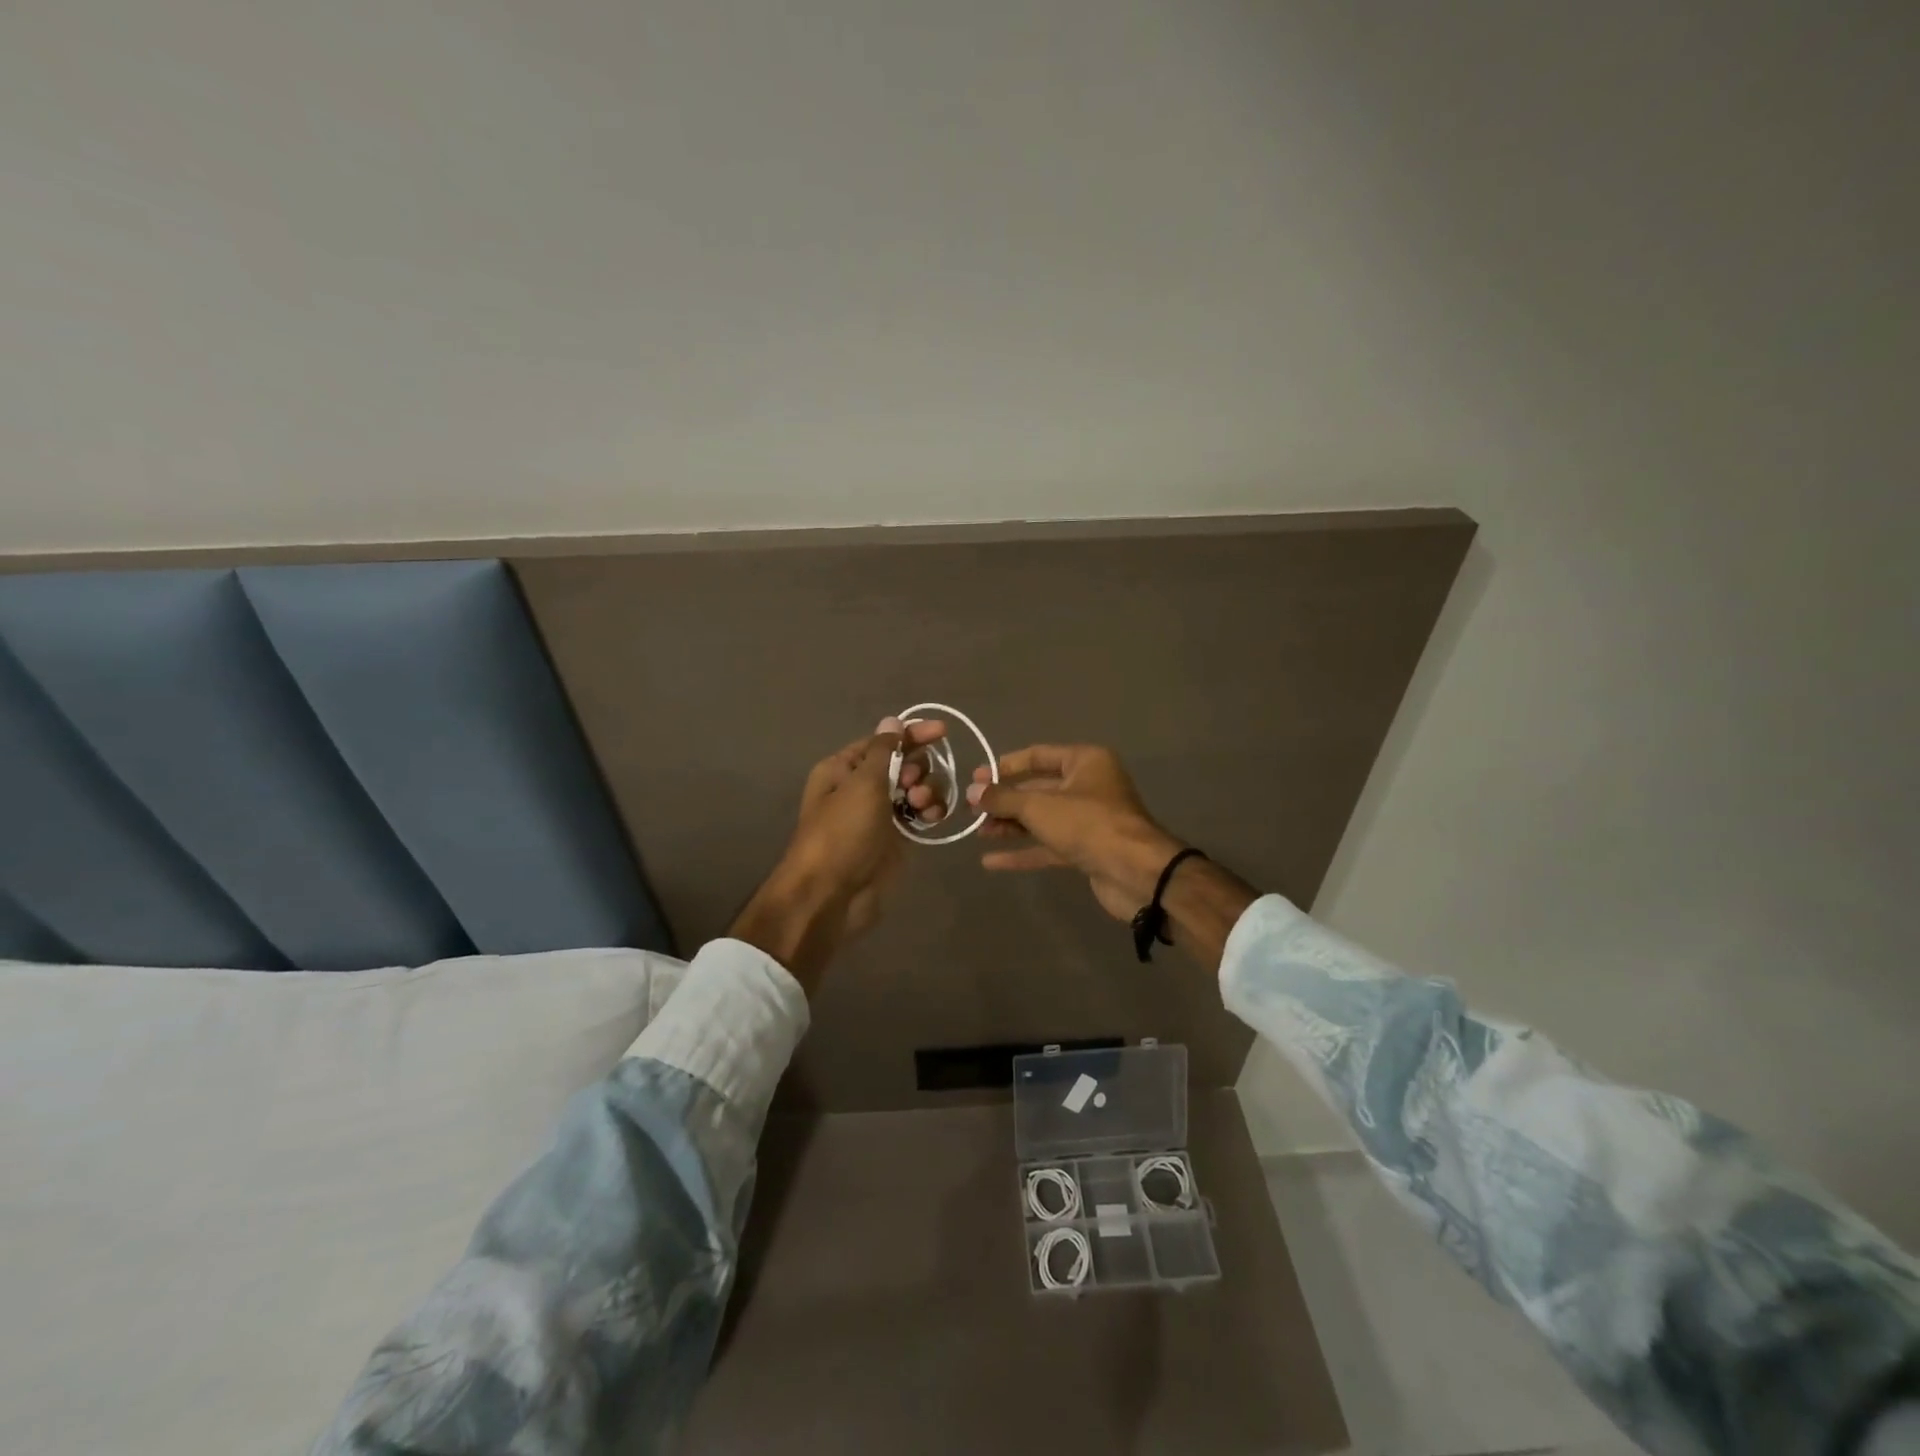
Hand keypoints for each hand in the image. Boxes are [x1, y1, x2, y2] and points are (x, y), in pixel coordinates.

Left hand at [731, 716, 946, 985]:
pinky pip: (920, 815)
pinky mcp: (896, 839)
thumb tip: (892, 721)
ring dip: (926, 790)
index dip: (913, 734)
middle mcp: (862, 787)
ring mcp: (880, 814)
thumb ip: (883, 751)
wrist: (831, 895)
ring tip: (921, 805)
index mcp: (844, 768)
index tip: (943, 732)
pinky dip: (930, 811)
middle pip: (904, 763)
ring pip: (916, 789)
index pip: (884, 741)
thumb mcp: (862, 784)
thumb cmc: (842, 832)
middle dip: (917, 768)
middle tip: (911, 785)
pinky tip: (933, 818)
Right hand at [967, 745, 1184, 921]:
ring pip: (1042, 819)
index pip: (1038, 756)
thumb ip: (1003, 799)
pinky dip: (1023, 851)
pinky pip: (1049, 846)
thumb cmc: (1088, 824)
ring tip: (977, 831)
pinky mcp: (1087, 850)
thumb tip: (972, 791)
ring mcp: (1089, 820)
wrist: (1136, 873)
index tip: (976, 778)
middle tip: (971, 808)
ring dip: (1010, 825)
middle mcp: (1089, 786)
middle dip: (1005, 800)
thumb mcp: (1039, 806)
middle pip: (1038, 789)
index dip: (1005, 766)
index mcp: (1085, 762)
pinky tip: (991, 861)